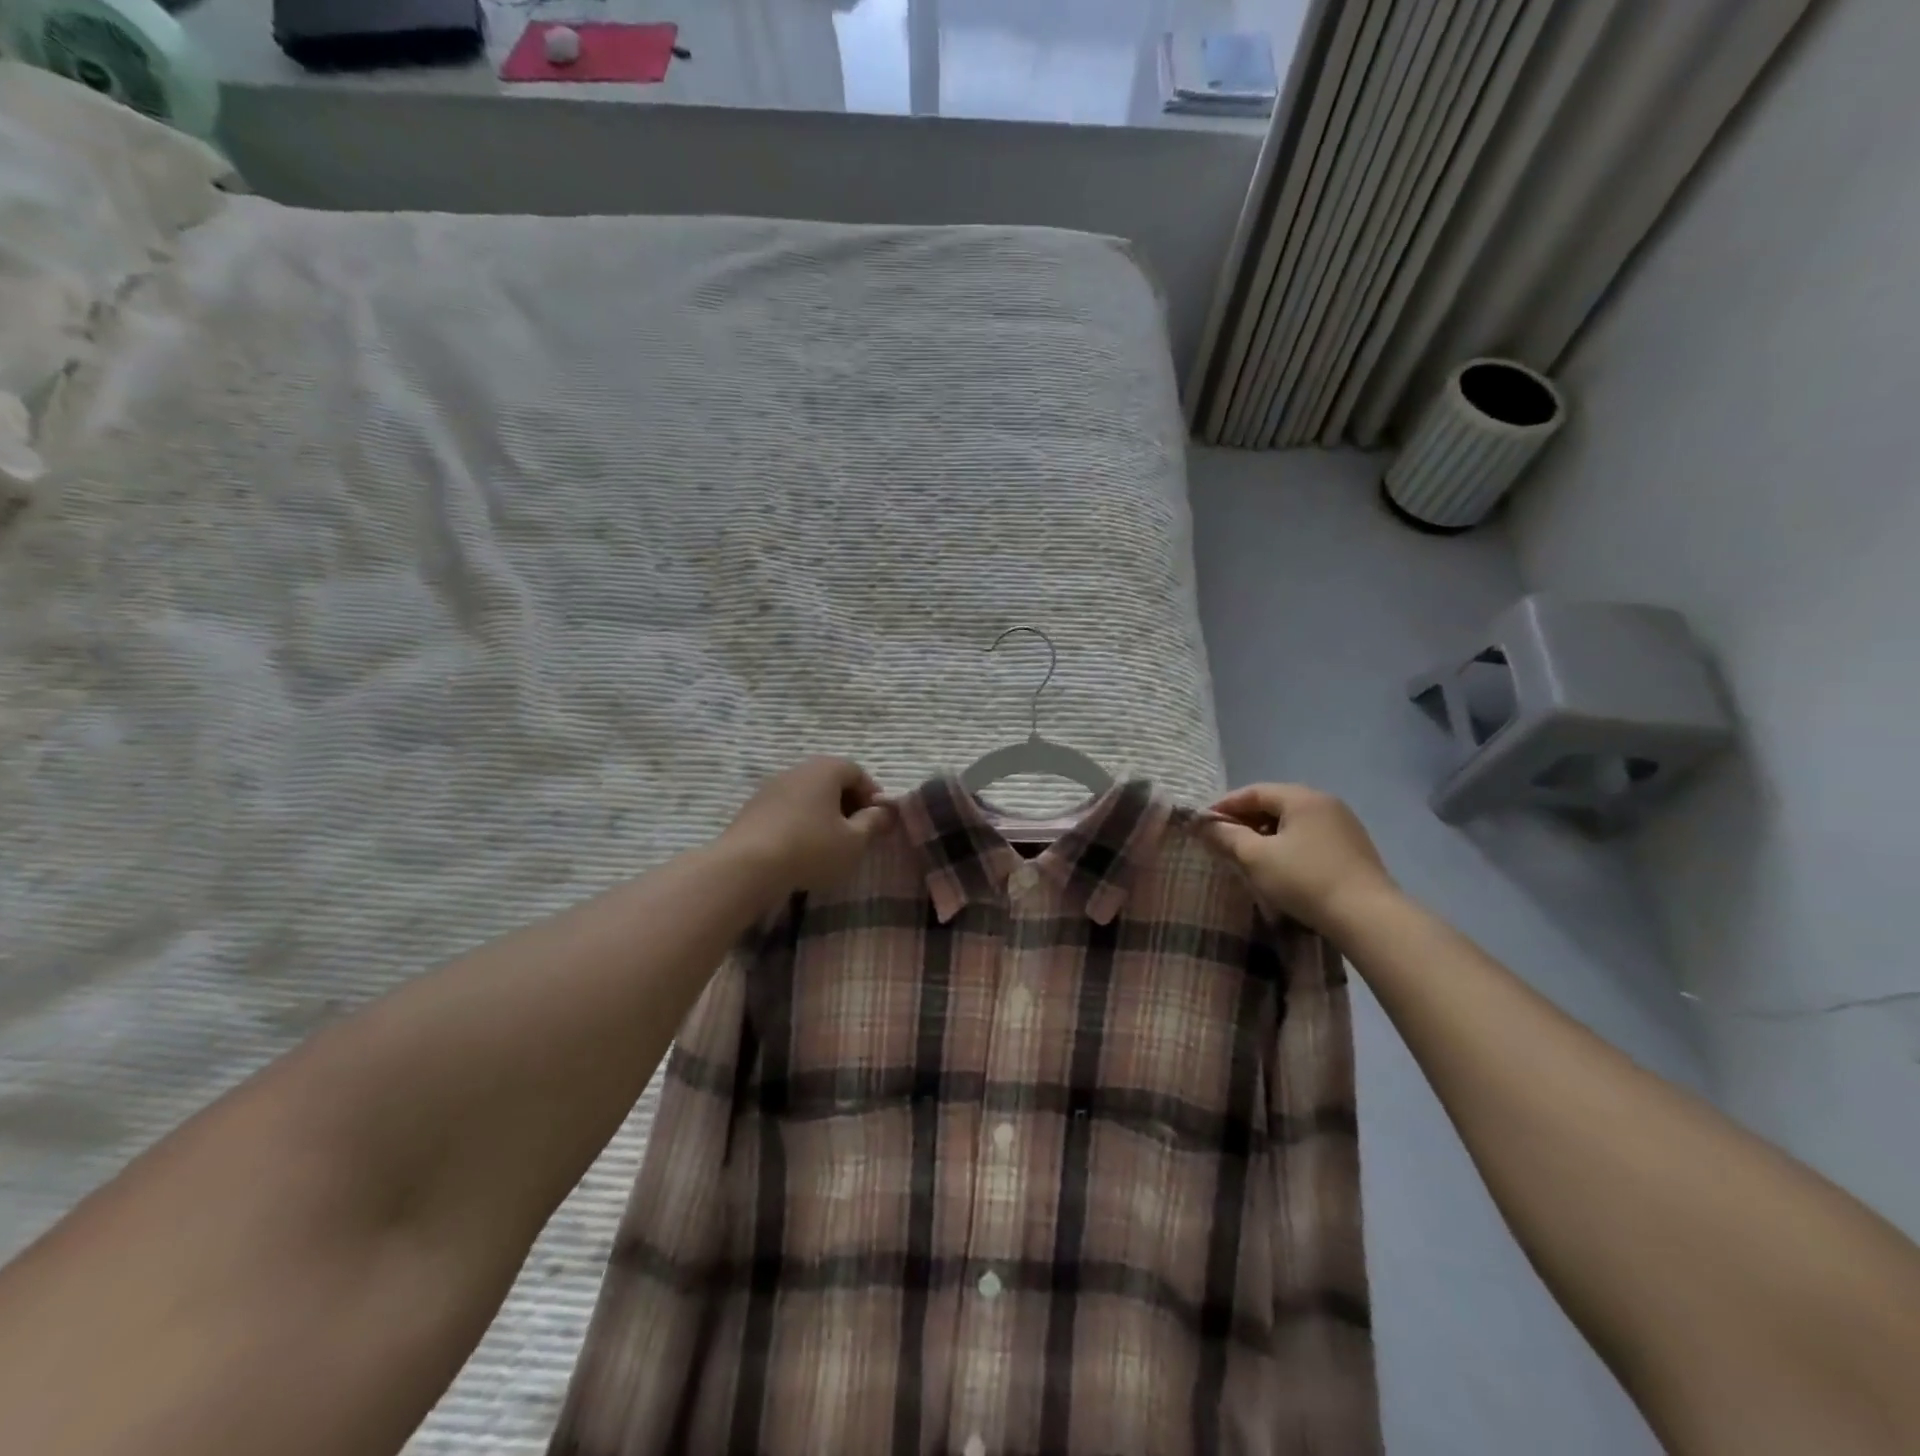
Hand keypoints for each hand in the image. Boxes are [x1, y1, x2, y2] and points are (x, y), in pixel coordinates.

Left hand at [719, 756, 892, 897]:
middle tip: (857, 831)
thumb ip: (873, 823)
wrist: (746, 866)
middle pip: (831, 780)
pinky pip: (787, 808)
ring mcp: (771, 787)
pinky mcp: (753, 808)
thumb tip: (884, 811)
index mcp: (826, 769)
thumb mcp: (853, 841)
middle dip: (848, 803)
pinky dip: (800, 821)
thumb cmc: (811, 848)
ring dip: (822, 813)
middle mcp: (798, 770)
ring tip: (829, 842)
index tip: (878, 820)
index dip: (872, 795)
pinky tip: (801, 847)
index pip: (857, 772)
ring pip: (807, 795)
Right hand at [1202, 783, 1396, 933]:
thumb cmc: (1305, 880)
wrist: (1368, 917)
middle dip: (1245, 820)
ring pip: (1293, 821)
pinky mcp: (1354, 848)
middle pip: (1275, 803)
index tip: (1203, 824)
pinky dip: (1288, 844)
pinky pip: (1310, 836)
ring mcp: (1344, 825)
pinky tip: (1280, 866)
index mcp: (1301, 797)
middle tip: (1223, 840)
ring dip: (1266, 833)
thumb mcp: (1256, 857)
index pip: (1253, 791)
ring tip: (1248, 855)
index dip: (1224, 806)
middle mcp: (1325, 802)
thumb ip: (1226, 836)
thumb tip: (1202, 824)